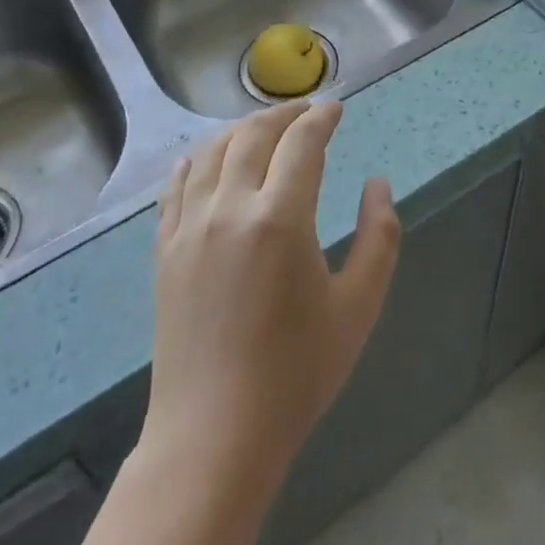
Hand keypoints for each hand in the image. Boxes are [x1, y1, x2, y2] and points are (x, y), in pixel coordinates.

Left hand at [142, 101, 400, 493]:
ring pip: (211, 153)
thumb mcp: (359, 306)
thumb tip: (378, 183)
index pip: (302, 143)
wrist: (213, 435)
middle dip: (283, 115)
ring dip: (239, 130)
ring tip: (262, 128)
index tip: (336, 109)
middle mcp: (230, 208)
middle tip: (305, 111)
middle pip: (253, 136)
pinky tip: (201, 159)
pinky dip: (194, 162)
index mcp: (281, 217)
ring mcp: (190, 228)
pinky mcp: (165, 251)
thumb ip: (379, 236)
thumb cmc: (296, 373)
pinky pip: (175, 188)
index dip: (322, 118)